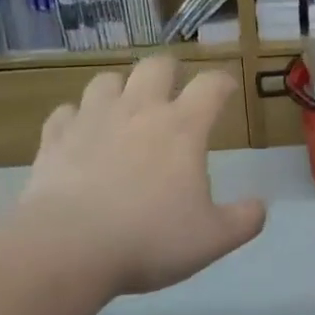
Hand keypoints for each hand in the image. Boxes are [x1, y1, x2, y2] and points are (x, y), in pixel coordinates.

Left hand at [14, 57, 266, 294]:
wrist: (67, 248)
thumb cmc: (150, 239)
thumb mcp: (214, 239)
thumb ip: (244, 220)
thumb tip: (259, 206)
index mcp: (182, 128)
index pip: (211, 85)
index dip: (223, 82)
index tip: (228, 90)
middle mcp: (138, 111)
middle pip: (156, 66)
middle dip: (171, 71)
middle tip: (176, 89)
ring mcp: (91, 120)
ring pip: (107, 80)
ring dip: (121, 88)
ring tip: (126, 108)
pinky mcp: (54, 139)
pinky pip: (66, 112)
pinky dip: (77, 117)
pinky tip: (82, 134)